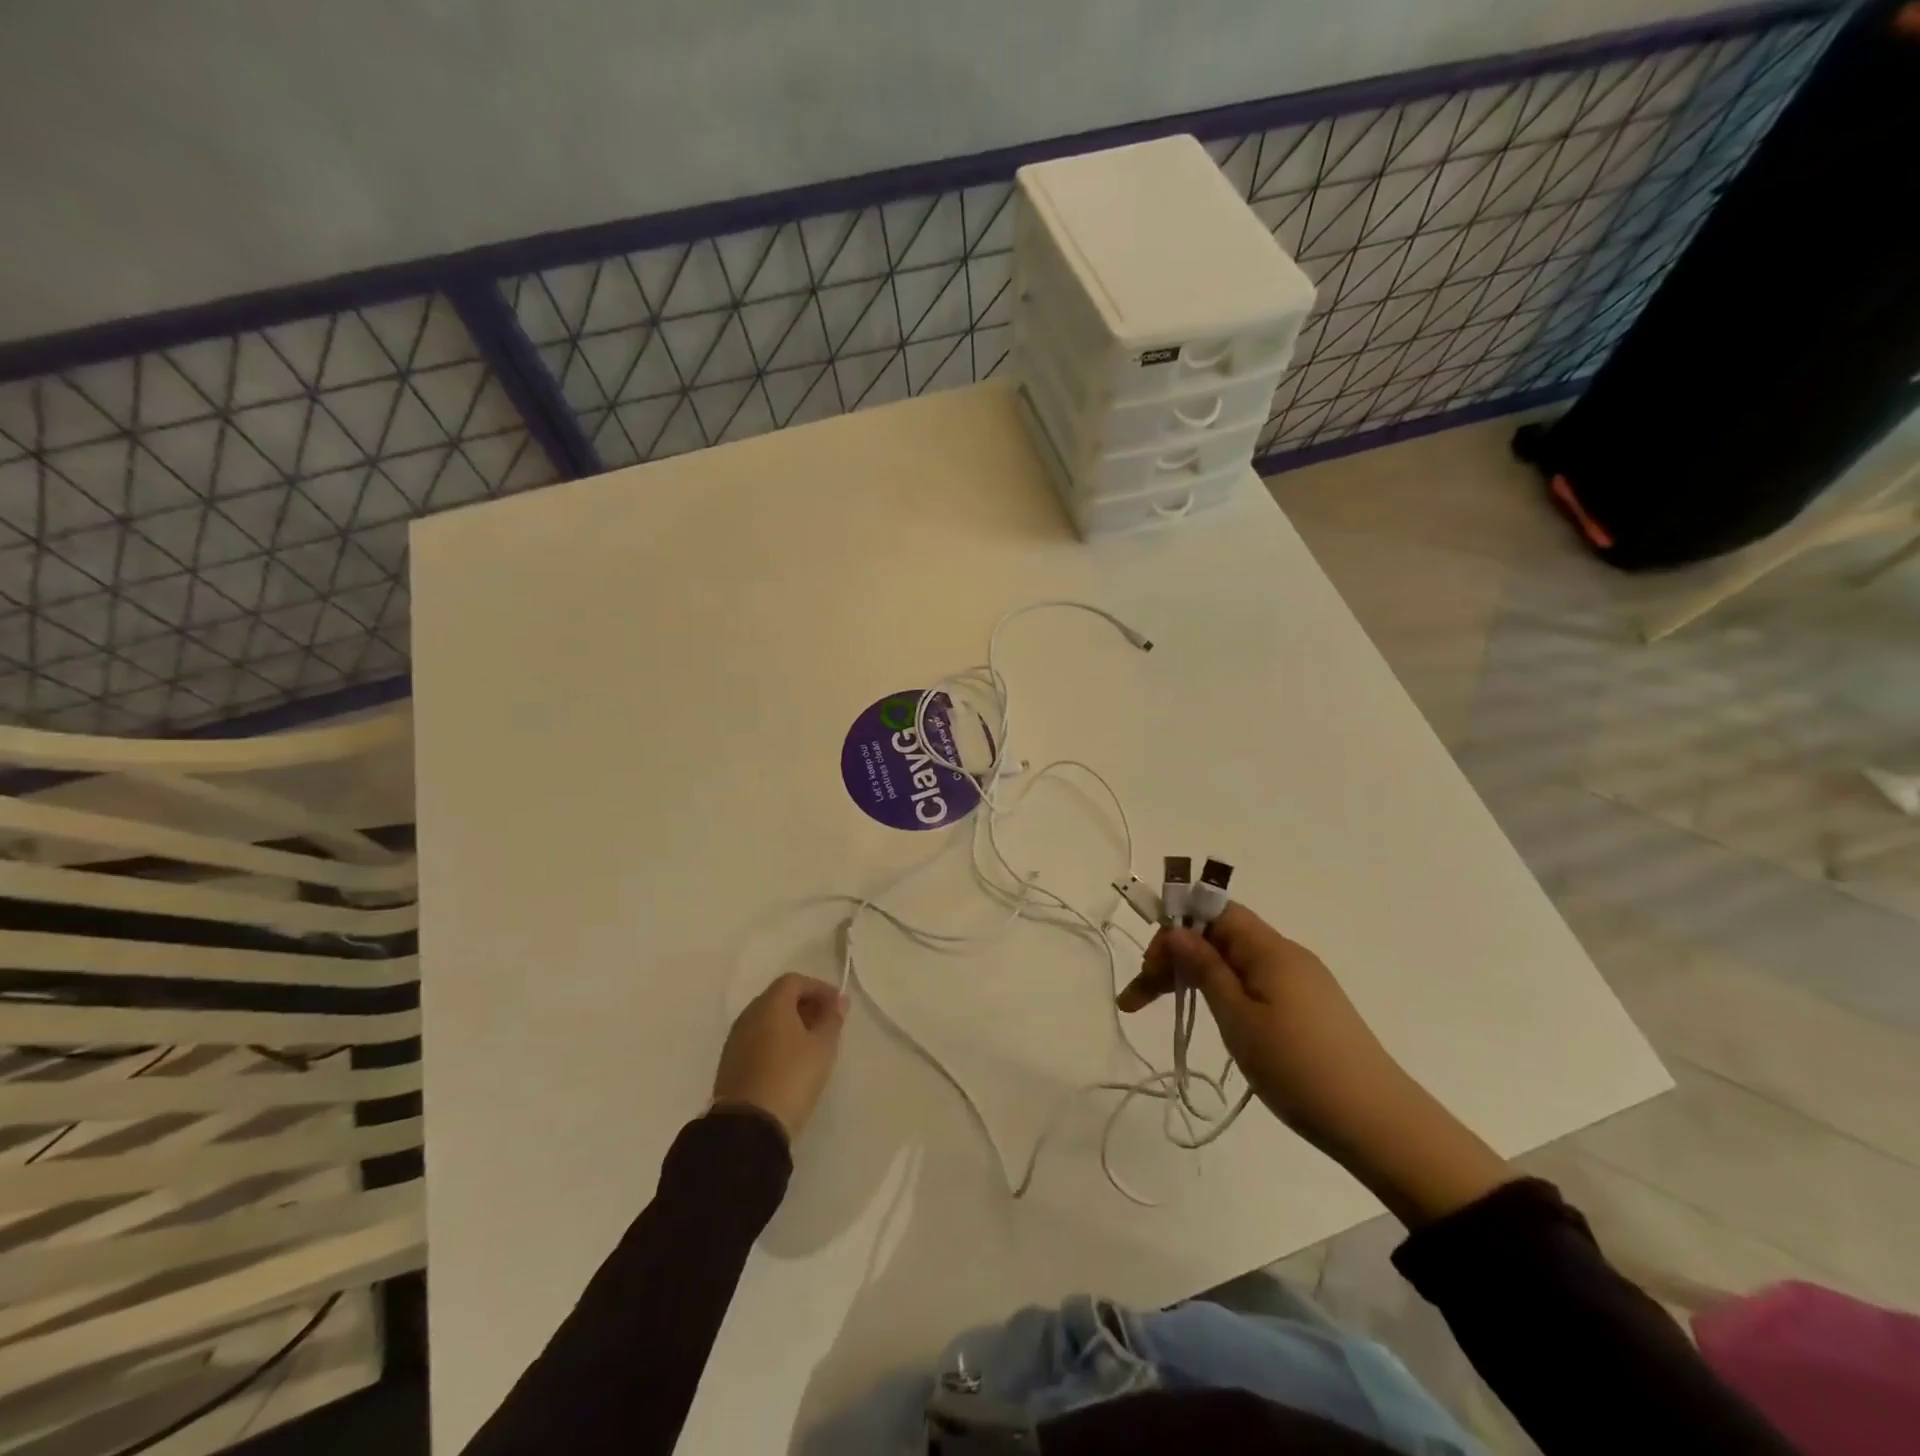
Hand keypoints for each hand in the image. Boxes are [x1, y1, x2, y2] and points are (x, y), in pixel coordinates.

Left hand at [712, 974, 846, 1140]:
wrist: (748, 1126)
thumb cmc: (791, 1077)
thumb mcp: (822, 1048)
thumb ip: (832, 1019)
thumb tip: (839, 1001)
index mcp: (770, 1004)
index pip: (794, 981)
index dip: (819, 988)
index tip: (837, 1006)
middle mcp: (749, 1015)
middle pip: (778, 998)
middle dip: (805, 1005)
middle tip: (826, 1023)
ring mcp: (736, 1039)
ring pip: (766, 1019)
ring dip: (790, 1024)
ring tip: (811, 1044)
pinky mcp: (730, 1063)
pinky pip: (757, 1039)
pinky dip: (775, 1040)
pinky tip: (789, 1061)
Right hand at [1117, 904, 1405, 1148]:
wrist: (1379, 1125)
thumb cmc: (1298, 1067)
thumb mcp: (1238, 1018)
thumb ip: (1205, 969)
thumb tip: (1178, 931)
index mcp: (1270, 948)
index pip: (1214, 911)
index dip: (1176, 926)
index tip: (1148, 965)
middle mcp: (1286, 955)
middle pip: (1219, 937)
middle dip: (1176, 958)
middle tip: (1138, 999)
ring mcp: (1301, 982)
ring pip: (1234, 962)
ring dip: (1195, 977)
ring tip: (1165, 1007)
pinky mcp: (1309, 1008)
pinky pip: (1254, 983)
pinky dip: (1223, 992)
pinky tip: (1212, 1018)